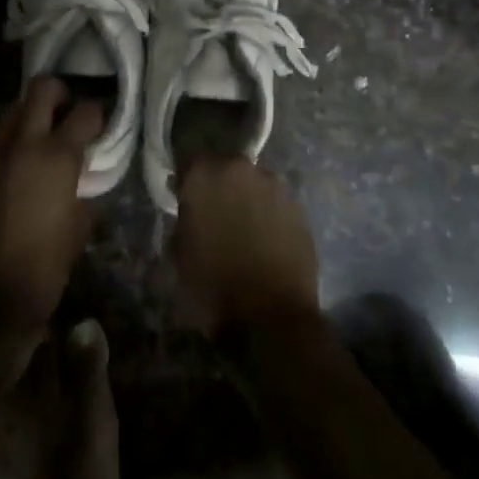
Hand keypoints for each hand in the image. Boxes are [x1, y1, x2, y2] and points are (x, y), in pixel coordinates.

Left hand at [0, 76, 101, 333]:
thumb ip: (84, 187)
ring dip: (31, 115)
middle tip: (68, 112)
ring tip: (42, 137)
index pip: (85, 111)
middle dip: (60, 93)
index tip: (101, 125)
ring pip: (13, 110)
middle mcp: (24, 144)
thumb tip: (84, 173)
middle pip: (41, 88)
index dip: (98, 115)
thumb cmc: (46, 264)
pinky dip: (10, 140)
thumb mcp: (80, 224)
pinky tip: (18, 163)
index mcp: (57, 156)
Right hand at [171, 156, 320, 335]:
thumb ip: (184, 218)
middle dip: (219, 186)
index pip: (190, 160)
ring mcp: (276, 187)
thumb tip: (191, 208)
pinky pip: (276, 204)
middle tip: (214, 214)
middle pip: (226, 168)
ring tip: (242, 230)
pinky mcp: (299, 208)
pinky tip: (265, 242)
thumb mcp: (179, 252)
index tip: (183, 196)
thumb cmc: (212, 284)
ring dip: (246, 199)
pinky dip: (268, 216)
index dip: (186, 179)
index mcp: (207, 174)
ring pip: (254, 184)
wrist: (269, 317)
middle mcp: (243, 169)